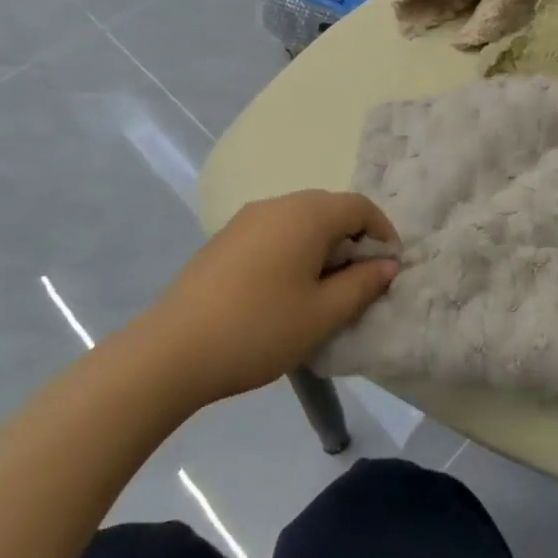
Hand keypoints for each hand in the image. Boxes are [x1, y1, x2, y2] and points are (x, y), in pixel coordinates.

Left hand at [135, 191, 398, 409]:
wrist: (169, 353)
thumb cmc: (259, 329)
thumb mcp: (323, 314)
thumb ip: (362, 284)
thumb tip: (386, 264)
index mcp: (309, 214)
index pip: (360, 207)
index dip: (382, 233)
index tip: (389, 268)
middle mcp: (279, 204)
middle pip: (330, 209)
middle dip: (352, 240)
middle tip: (358, 282)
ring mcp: (246, 220)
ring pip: (300, 221)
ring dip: (321, 246)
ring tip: (321, 290)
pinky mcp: (223, 240)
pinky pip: (273, 233)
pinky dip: (291, 251)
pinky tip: (281, 291)